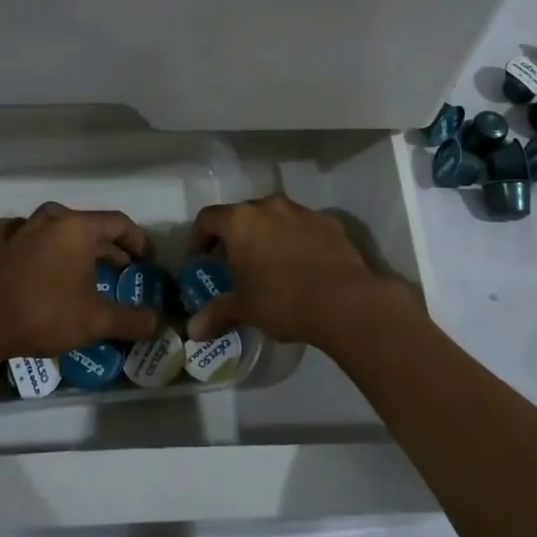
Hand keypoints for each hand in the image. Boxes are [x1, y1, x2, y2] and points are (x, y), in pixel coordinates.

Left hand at [0, 202, 162, 361]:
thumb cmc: (44, 313)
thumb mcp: (95, 320)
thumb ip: (130, 319)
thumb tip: (157, 322)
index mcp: (78, 228)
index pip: (119, 223)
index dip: (138, 240)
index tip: (148, 260)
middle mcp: (51, 220)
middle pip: (90, 225)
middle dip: (110, 247)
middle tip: (124, 270)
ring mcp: (22, 230)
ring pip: (58, 228)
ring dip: (76, 244)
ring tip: (86, 265)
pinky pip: (24, 234)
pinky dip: (36, 241)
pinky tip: (37, 252)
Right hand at [185, 195, 419, 350]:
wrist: (344, 301)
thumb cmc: (283, 300)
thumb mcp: (245, 309)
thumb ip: (217, 313)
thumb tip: (192, 330)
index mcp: (241, 221)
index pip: (208, 218)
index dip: (198, 236)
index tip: (198, 256)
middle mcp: (269, 206)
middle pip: (242, 214)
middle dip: (235, 235)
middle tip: (233, 262)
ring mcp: (302, 211)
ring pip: (275, 217)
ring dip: (267, 234)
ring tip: (269, 262)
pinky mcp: (329, 222)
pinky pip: (303, 226)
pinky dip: (296, 239)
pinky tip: (301, 264)